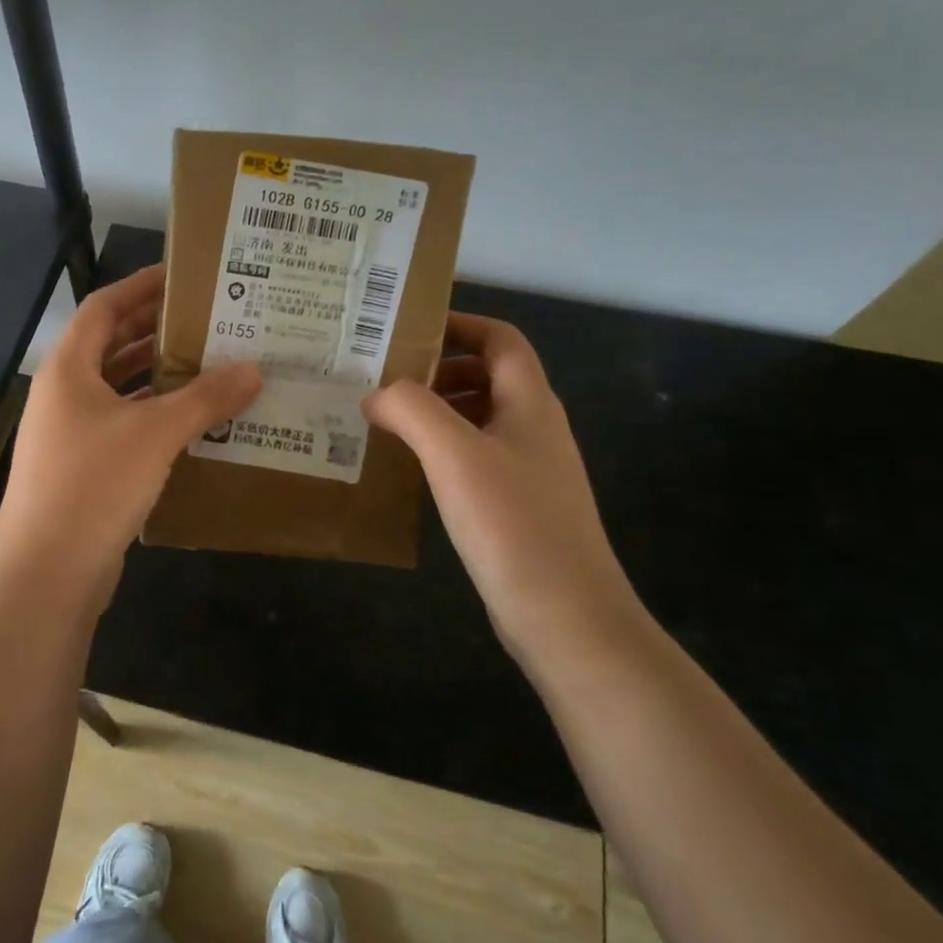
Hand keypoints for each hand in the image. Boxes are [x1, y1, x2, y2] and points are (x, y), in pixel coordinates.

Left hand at [0, 265, 261, 606]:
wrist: (47, 574)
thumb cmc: (93, 484)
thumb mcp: (155, 434)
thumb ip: (205, 398)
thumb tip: (254, 370)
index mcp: (69, 368)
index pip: (105, 306)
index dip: (142, 286)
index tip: (184, 276)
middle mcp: (65, 393)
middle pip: (111, 345)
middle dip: (156, 330)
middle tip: (208, 319)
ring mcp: (70, 433)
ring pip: (119, 388)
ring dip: (159, 376)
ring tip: (210, 364)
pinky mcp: (83, 468)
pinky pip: (124, 425)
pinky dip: (155, 416)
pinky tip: (194, 421)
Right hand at [363, 313, 645, 664]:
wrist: (567, 618)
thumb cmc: (512, 524)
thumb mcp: (454, 454)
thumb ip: (410, 409)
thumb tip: (375, 394)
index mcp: (530, 404)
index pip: (501, 340)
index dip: (459, 324)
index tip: (407, 328)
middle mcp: (534, 428)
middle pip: (488, 375)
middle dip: (437, 369)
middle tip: (383, 376)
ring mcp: (529, 470)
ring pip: (479, 418)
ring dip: (436, 410)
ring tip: (385, 418)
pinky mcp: (517, 506)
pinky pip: (475, 457)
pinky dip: (441, 449)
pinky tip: (409, 467)